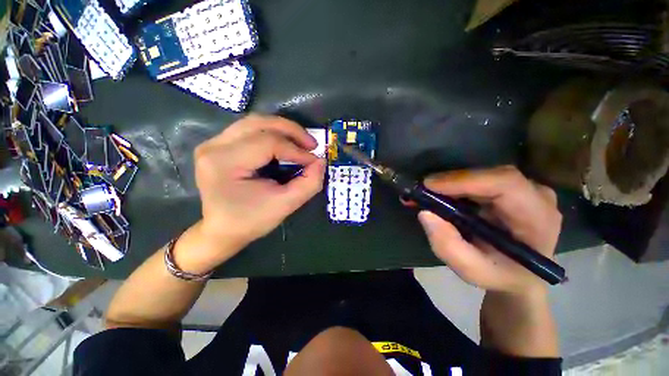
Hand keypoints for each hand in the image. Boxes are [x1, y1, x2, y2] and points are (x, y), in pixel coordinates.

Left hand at [192, 114, 325, 259]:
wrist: (221, 231)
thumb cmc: (250, 221)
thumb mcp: (285, 205)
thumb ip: (308, 183)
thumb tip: (321, 162)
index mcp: (225, 163)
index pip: (268, 143)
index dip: (297, 151)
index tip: (315, 161)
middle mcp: (214, 147)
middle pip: (259, 123)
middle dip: (291, 130)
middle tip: (312, 144)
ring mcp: (213, 144)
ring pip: (254, 122)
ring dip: (282, 129)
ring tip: (301, 143)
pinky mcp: (218, 146)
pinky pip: (249, 130)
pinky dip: (272, 133)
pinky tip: (285, 144)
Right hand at [415, 166, 561, 294]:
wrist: (520, 275)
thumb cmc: (501, 276)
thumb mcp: (472, 271)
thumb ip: (448, 247)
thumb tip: (425, 213)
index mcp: (538, 218)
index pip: (505, 184)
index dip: (465, 180)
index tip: (429, 186)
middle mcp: (536, 196)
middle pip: (489, 176)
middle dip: (450, 182)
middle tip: (420, 192)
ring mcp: (525, 189)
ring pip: (481, 175)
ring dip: (449, 184)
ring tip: (425, 195)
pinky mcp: (510, 189)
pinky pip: (478, 180)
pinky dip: (455, 186)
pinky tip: (438, 195)